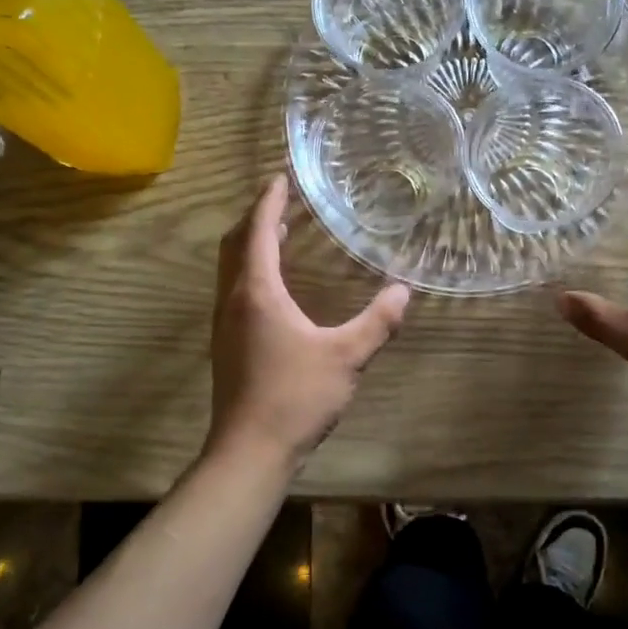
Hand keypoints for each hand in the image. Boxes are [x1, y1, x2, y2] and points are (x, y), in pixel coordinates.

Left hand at [207, 175, 410, 470]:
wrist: (249, 451)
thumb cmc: (295, 397)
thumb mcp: (346, 357)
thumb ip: (377, 322)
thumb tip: (403, 292)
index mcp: (257, 293)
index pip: (257, 231)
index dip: (269, 201)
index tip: (281, 177)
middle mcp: (233, 301)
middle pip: (235, 244)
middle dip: (255, 217)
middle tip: (280, 201)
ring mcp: (224, 325)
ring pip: (230, 269)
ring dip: (250, 245)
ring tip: (276, 233)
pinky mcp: (226, 346)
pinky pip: (233, 291)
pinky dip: (249, 271)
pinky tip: (272, 287)